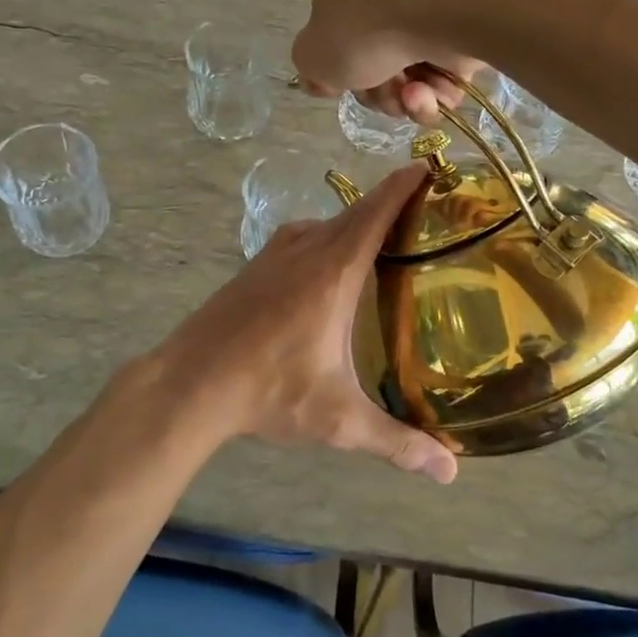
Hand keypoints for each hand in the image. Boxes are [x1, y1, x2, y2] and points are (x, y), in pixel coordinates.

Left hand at [150, 164, 457, 481]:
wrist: (188, 382)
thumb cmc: (267, 390)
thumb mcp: (336, 419)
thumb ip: (396, 442)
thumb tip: (449, 471)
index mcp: (333, 269)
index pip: (377, 210)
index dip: (405, 184)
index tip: (432, 165)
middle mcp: (307, 247)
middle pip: (358, 211)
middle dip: (393, 203)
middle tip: (431, 211)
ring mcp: (276, 252)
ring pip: (329, 223)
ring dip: (360, 222)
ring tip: (393, 241)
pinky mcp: (257, 264)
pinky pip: (307, 237)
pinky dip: (332, 237)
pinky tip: (338, 270)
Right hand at [292, 0, 481, 121]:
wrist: (438, 8)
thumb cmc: (363, 29)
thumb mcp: (312, 56)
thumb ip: (311, 69)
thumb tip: (324, 78)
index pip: (335, 37)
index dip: (339, 73)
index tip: (344, 89)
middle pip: (375, 62)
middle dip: (378, 92)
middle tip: (384, 97)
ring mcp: (428, 7)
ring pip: (412, 72)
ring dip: (407, 97)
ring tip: (414, 95)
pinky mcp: (465, 26)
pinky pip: (446, 72)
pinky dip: (439, 89)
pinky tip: (435, 89)